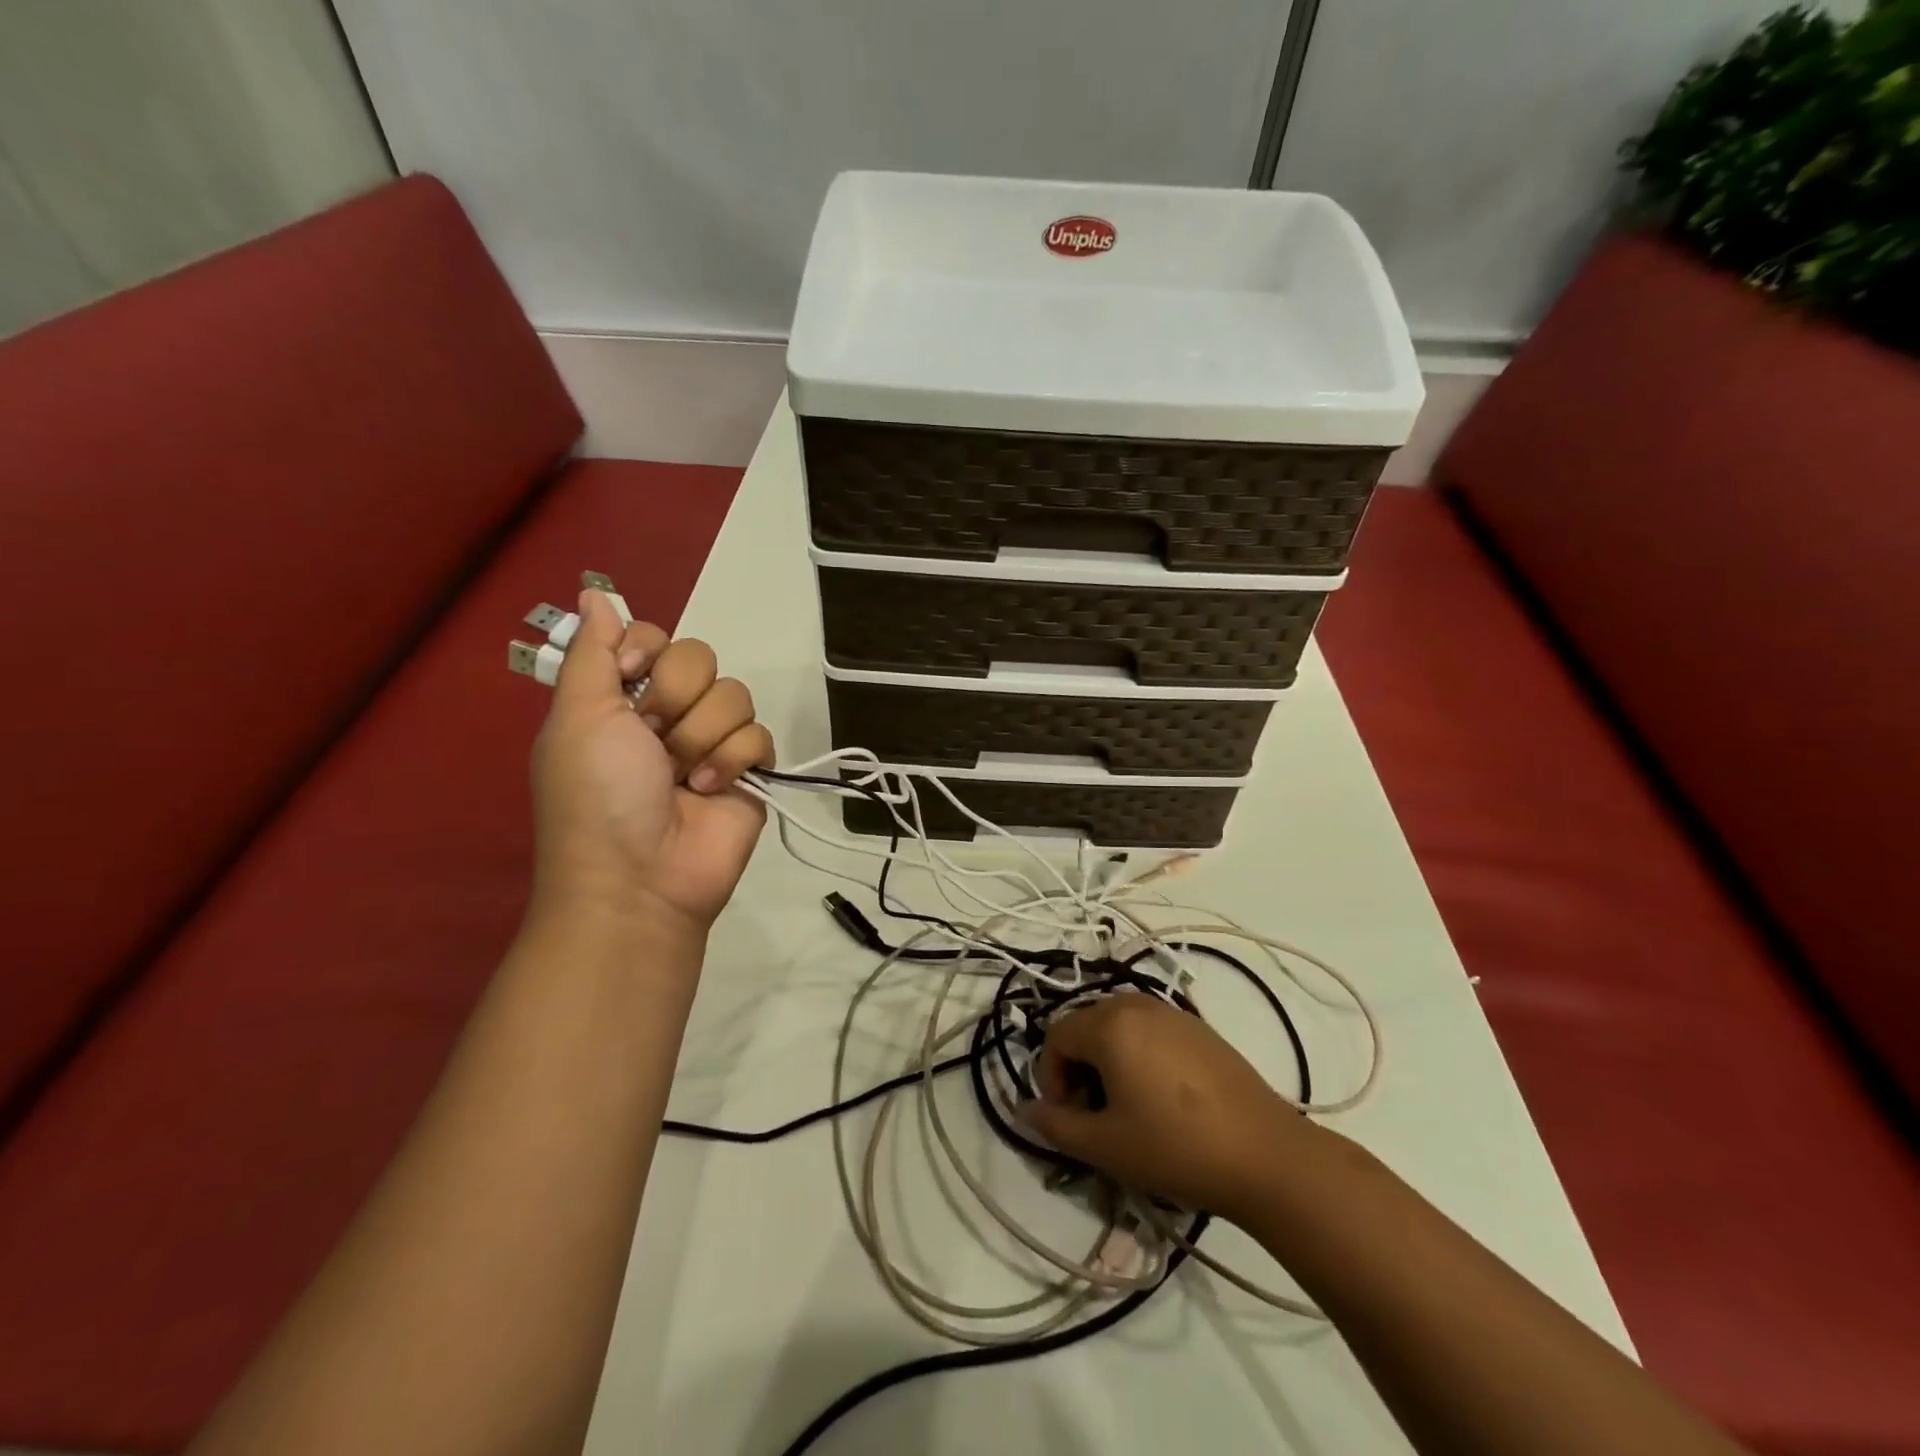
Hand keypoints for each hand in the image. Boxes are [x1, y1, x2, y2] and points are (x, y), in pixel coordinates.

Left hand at [530, 590, 773, 935]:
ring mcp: (711, 742)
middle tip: (654, 739)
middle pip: (699, 658)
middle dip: (676, 698)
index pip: (654, 637)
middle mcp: (667, 713)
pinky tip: (711, 790)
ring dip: (703, 736)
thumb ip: (592, 652)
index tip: (631, 676)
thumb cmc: (598, 794)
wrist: (640, 876)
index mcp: (621, 698)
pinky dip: (734, 760)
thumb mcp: (578, 716)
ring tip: (684, 777)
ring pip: (734, 694)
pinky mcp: (748, 770)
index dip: (648, 649)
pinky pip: (760, 734)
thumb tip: (592, 590)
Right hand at [1023, 994, 1305, 1222]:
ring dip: (1107, 1061)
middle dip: (1077, 1068)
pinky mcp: (1199, 1028)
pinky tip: (1160, 1098)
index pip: (1056, 1036)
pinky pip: (1149, 1031)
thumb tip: (1026, 1110)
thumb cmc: (1176, 1148)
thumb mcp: (1106, 1146)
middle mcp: (1136, 1004)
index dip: (1050, 1077)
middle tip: (1093, 1115)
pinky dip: (1137, 1055)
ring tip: (1125, 1107)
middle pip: (1085, 1026)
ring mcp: (1172, 1012)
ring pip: (1117, 1027)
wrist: (1266, 1155)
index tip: (1068, 1118)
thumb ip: (1056, 1126)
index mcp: (1109, 1024)